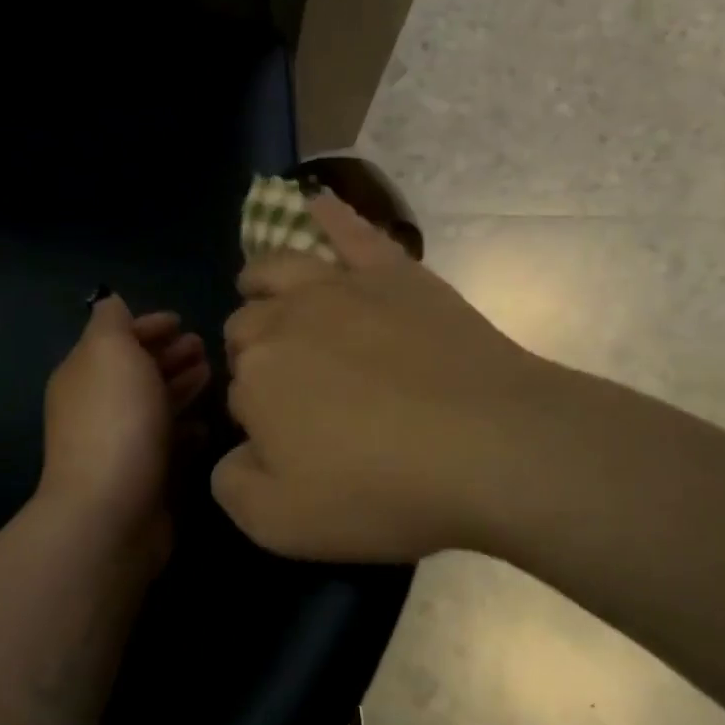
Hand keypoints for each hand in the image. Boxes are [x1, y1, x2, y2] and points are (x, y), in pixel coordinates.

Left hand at [38, 294, 210, 547]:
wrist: (110, 512)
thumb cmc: (116, 420)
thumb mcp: (110, 352)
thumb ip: (111, 322)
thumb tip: (111, 303)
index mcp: (85, 373)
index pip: (116, 338)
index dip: (147, 325)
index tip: (181, 321)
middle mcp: (97, 406)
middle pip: (136, 371)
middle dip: (167, 355)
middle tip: (204, 346)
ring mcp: (119, 443)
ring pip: (153, 404)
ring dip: (179, 386)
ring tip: (211, 375)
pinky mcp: (143, 476)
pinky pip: (166, 442)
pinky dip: (184, 428)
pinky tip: (204, 424)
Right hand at [213, 195, 579, 563]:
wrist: (492, 446)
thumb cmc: (383, 489)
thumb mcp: (282, 522)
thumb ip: (233, 484)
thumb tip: (234, 453)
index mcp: (256, 377)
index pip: (237, 393)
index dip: (257, 420)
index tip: (288, 446)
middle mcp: (286, 319)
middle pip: (249, 326)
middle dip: (253, 352)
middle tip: (292, 391)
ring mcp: (341, 287)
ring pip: (278, 269)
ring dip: (261, 282)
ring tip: (262, 291)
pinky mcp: (394, 272)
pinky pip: (352, 231)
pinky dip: (330, 216)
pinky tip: (316, 202)